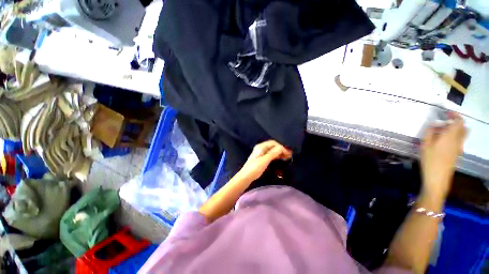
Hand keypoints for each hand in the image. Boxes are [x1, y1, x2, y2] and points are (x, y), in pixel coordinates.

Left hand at [239, 140, 291, 181]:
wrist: (246, 176)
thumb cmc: (254, 168)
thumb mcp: (264, 160)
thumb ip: (273, 153)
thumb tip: (282, 147)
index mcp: (261, 147)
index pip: (273, 143)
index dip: (281, 147)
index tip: (288, 153)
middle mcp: (261, 148)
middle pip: (273, 146)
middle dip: (281, 149)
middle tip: (289, 155)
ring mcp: (261, 153)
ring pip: (272, 150)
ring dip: (279, 153)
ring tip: (287, 157)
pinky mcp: (261, 158)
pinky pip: (270, 154)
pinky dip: (276, 156)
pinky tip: (280, 159)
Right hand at [421, 112, 466, 199]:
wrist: (438, 177)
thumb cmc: (430, 160)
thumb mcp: (425, 145)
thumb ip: (430, 133)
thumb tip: (434, 125)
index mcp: (450, 136)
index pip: (459, 121)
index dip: (454, 115)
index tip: (447, 113)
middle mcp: (458, 140)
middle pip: (463, 128)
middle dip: (456, 122)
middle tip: (445, 122)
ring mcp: (458, 148)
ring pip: (461, 134)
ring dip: (454, 130)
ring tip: (441, 132)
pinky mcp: (456, 153)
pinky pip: (458, 141)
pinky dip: (453, 137)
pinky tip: (441, 142)